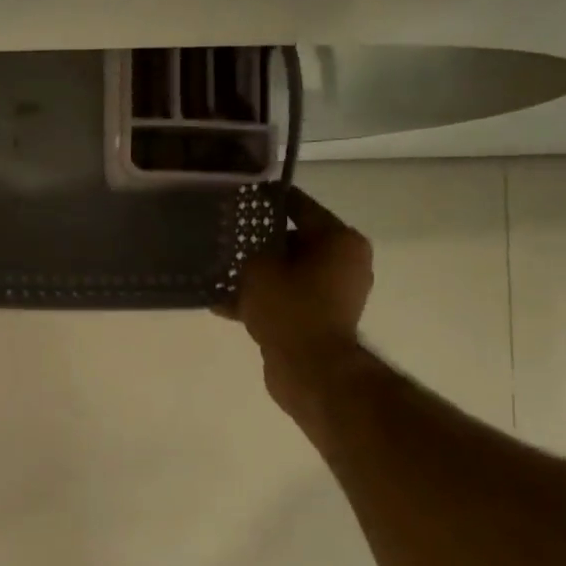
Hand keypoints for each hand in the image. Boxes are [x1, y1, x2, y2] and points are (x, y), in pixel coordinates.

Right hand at [229, 189, 373, 418]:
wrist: (310, 369)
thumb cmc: (290, 307)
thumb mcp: (259, 268)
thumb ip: (251, 250)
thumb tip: (249, 250)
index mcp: (340, 240)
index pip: (300, 206)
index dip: (268, 201)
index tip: (241, 196)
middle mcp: (345, 262)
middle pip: (295, 242)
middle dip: (259, 243)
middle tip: (225, 239)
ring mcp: (336, 293)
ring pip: (288, 273)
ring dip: (258, 275)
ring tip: (220, 273)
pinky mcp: (322, 319)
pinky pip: (288, 299)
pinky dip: (262, 300)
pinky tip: (224, 304)